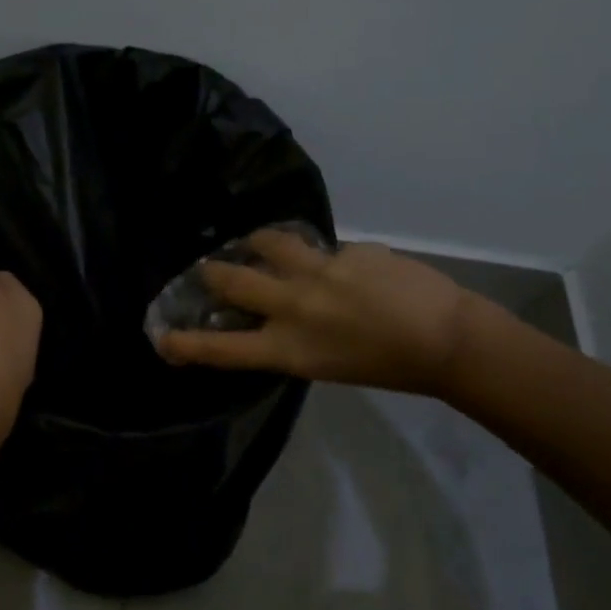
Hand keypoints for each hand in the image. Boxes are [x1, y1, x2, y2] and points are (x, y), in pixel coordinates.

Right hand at [155, 229, 472, 394]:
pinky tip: (346, 266)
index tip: (162, 337)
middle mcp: (294, 306)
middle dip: (213, 273)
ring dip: (258, 242)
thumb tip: (281, 308)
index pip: (223, 348)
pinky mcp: (347, 250)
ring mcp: (320, 272)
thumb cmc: (388, 367)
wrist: (447, 339)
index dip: (187, 343)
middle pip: (233, 281)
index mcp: (289, 348)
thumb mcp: (327, 364)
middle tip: (207, 268)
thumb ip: (295, 337)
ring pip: (270, 242)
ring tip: (258, 242)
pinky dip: (326, 257)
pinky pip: (326, 249)